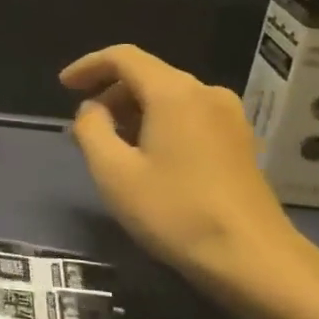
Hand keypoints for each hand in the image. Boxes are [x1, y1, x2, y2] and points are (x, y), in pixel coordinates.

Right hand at [61, 45, 318, 314]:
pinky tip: (146, 157)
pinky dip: (159, 124)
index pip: (123, 57)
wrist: (255, 261)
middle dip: (109, 94)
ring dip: (133, 112)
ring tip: (110, 146)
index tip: (63, 86)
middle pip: (147, 75)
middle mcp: (205, 93)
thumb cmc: (176, 212)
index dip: (88, 66)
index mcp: (174, 92)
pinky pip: (188, 116)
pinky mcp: (240, 142)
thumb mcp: (114, 172)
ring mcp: (229, 117)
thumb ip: (91, 129)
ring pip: (169, 97)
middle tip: (83, 127)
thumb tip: (92, 109)